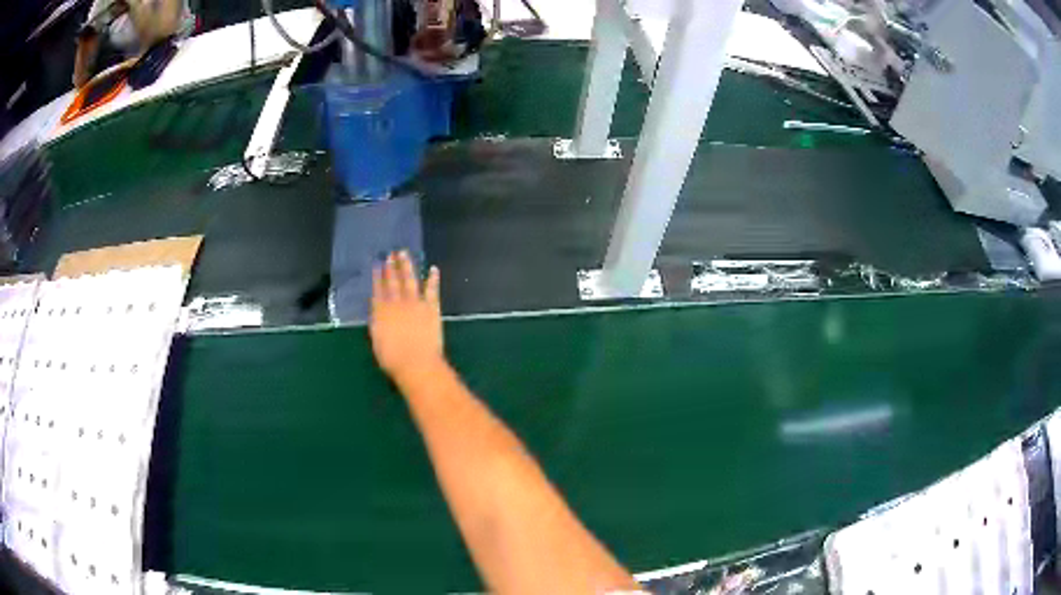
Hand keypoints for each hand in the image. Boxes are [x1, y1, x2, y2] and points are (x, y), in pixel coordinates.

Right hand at [370, 251, 444, 381]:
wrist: (417, 363)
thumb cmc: (393, 360)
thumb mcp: (377, 341)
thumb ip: (377, 323)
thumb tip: (377, 311)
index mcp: (381, 312)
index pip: (378, 290)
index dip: (377, 277)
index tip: (377, 264)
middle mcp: (397, 303)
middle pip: (393, 281)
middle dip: (391, 267)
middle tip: (391, 253)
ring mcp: (415, 304)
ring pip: (410, 280)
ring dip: (407, 266)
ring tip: (404, 253)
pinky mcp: (432, 308)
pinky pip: (432, 290)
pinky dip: (433, 279)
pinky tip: (433, 269)